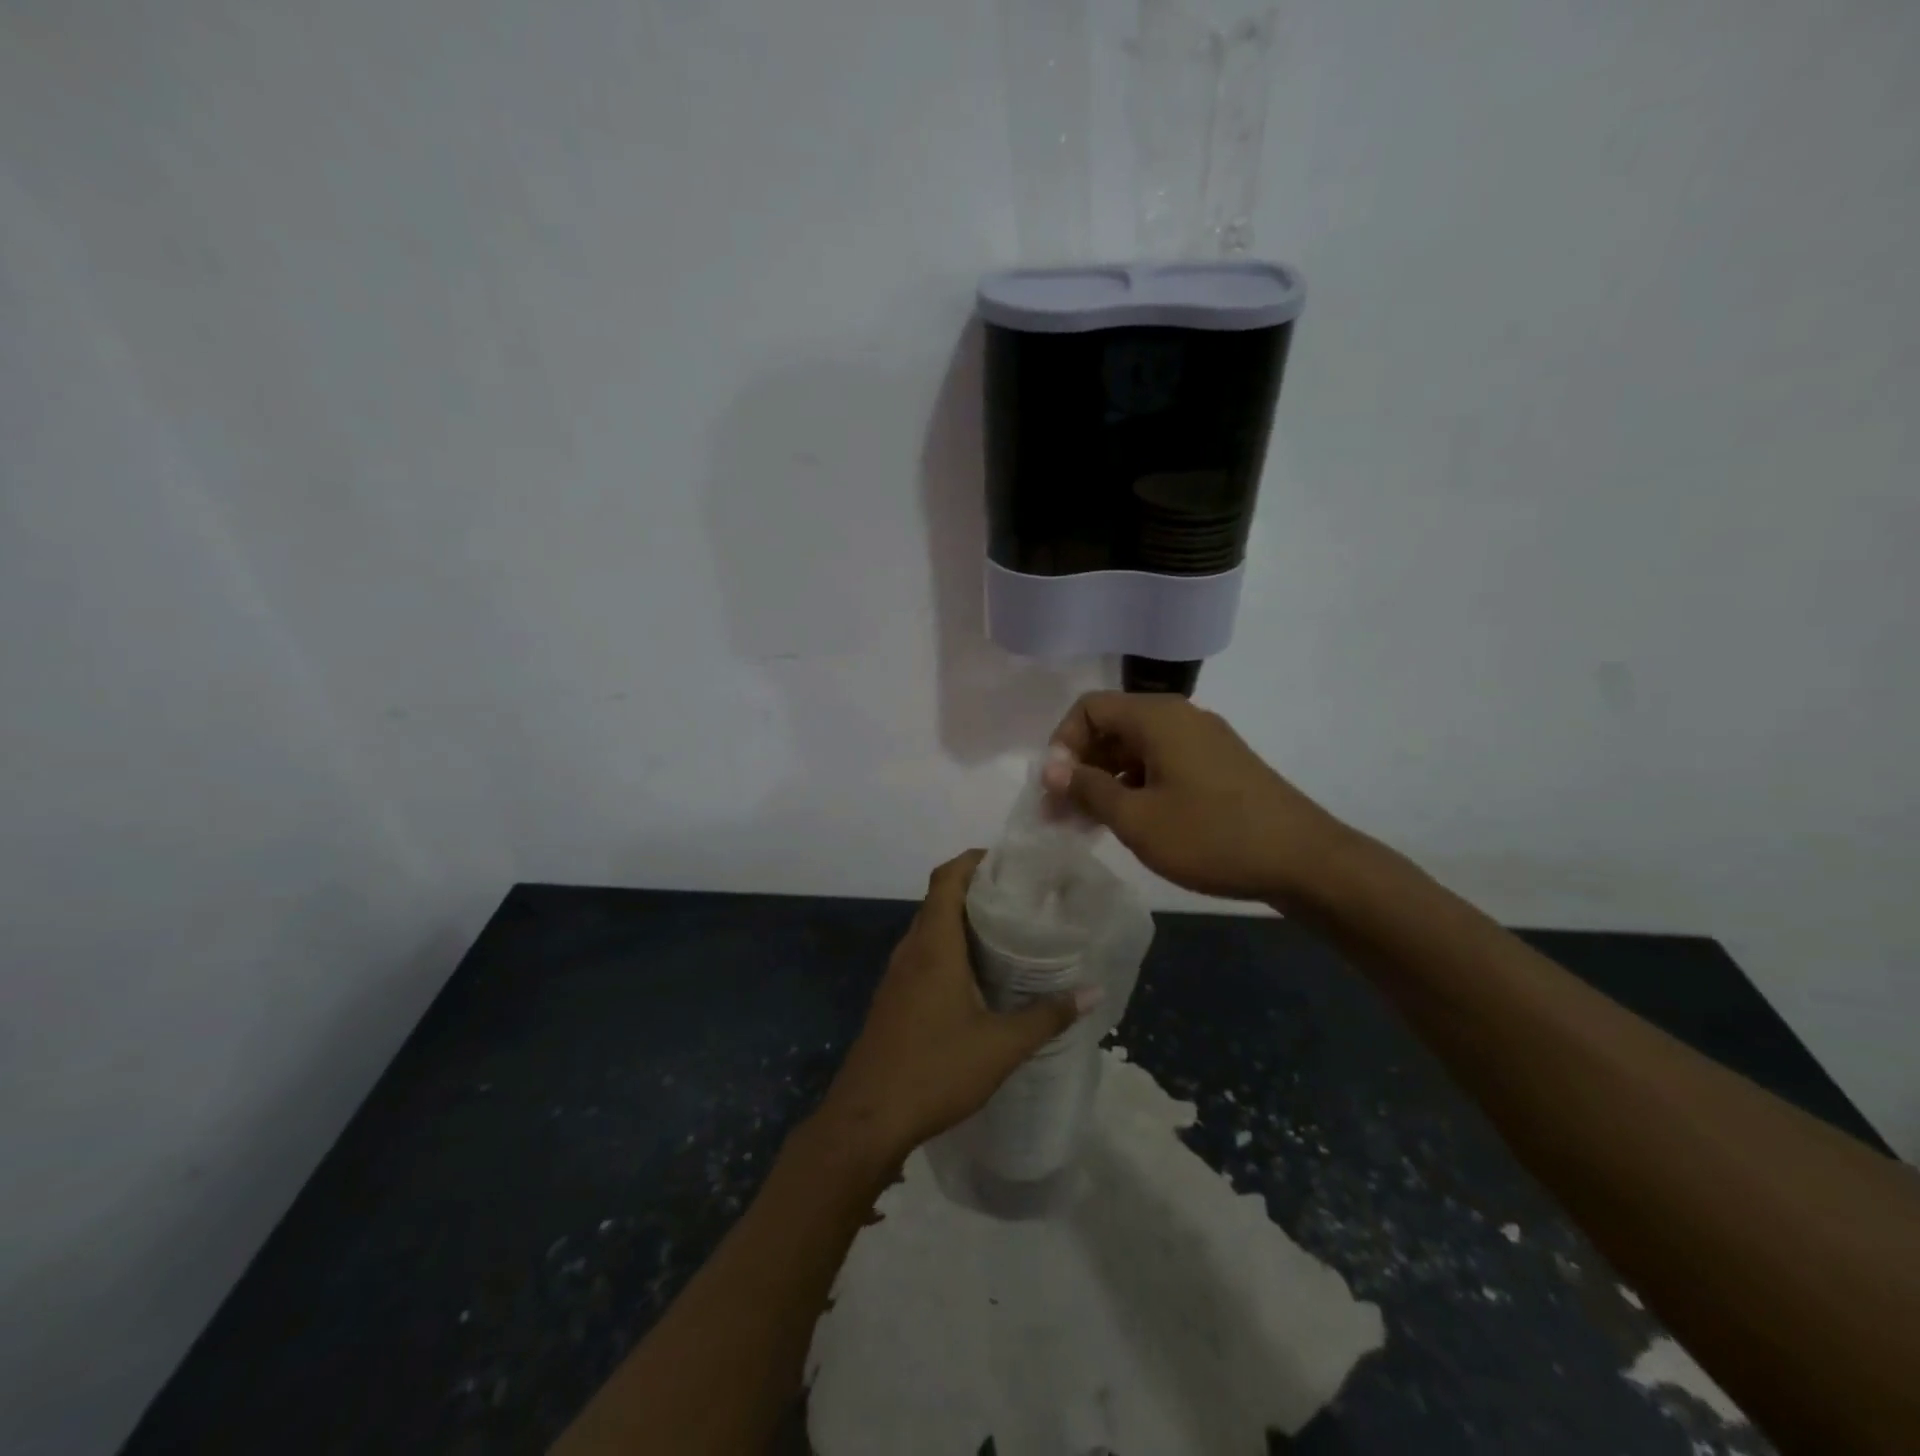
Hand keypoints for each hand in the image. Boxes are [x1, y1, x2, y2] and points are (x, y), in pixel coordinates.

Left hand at [815, 851, 1097, 1165]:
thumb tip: (1092, 991)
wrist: (867, 1119)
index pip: (947, 878)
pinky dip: (949, 948)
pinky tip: (978, 976)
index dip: (974, 860)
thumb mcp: (1001, 1046)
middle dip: (977, 889)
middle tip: (1022, 897)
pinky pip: (923, 955)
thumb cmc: (935, 1071)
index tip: (1010, 862)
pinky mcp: (893, 998)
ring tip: (1007, 932)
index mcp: (934, 946)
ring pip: (930, 929)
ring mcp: (897, 975)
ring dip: (962, 921)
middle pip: (939, 899)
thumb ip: (1046, 1016)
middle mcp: (911, 950)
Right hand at [1042, 691, 1355, 904]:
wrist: (1304, 860)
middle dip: (1080, 766)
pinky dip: (1136, 785)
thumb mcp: (1137, 818)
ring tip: (1090, 824)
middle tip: (1063, 813)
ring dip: (1106, 779)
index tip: (1056, 789)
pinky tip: (1131, 821)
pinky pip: (1162, 762)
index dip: (1062, 744)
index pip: (1089, 707)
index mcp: (1157, 717)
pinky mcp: (1218, 764)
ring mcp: (1203, 740)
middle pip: (1112, 726)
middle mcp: (1179, 716)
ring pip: (1136, 748)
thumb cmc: (1211, 835)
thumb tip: (1053, 770)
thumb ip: (1089, 789)